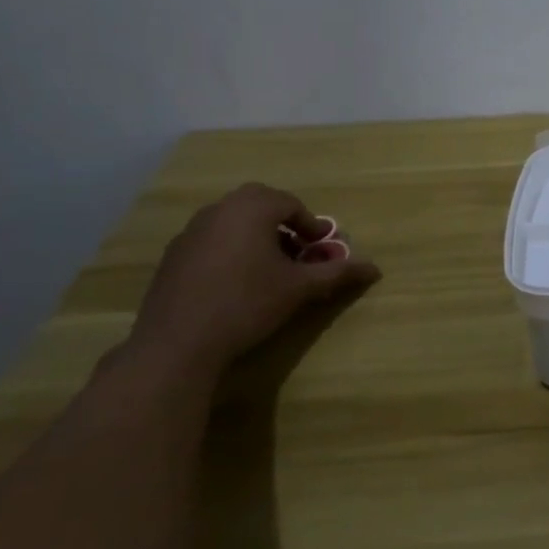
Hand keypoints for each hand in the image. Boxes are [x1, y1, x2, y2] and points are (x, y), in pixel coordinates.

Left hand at [126, 183, 381, 378]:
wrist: (177, 344)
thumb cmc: (247, 304)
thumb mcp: (300, 288)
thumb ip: (337, 272)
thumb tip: (375, 268)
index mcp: (252, 208)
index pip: (291, 204)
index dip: (311, 225)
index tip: (321, 248)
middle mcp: (219, 210)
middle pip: (260, 206)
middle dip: (283, 225)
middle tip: (298, 252)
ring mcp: (190, 232)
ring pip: (233, 222)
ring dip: (256, 236)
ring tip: (269, 268)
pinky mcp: (173, 256)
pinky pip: (211, 241)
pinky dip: (230, 250)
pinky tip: (236, 283)